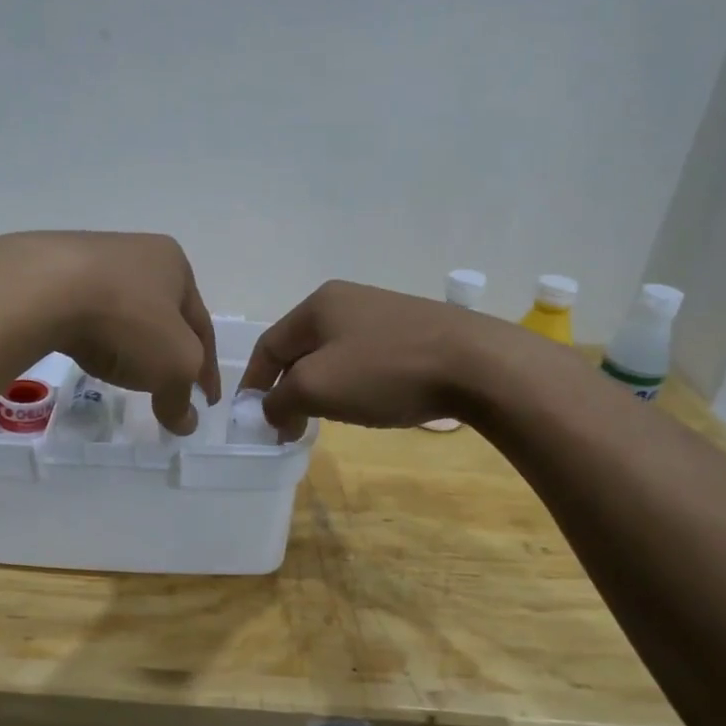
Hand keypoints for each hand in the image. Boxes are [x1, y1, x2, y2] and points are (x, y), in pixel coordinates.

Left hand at [0, 232, 220, 434]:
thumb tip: (186, 423)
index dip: (207, 369)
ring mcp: (92, 257)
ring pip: (123, 310)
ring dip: (130, 341)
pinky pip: (86, 310)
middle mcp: (138, 251)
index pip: (202, 327)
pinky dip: (95, 334)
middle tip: (168, 384)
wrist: (43, 289)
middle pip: (163, 315)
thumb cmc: (127, 321)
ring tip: (124, 371)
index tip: (207, 401)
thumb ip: (181, 397)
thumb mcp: (173, 366)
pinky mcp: (52, 270)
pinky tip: (87, 350)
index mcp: (176, 265)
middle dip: (169, 350)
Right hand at [241, 280, 495, 436]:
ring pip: (333, 356)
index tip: (250, 418)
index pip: (268, 345)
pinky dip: (352, 384)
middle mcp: (347, 300)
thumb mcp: (317, 387)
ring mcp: (383, 314)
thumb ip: (280, 400)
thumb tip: (271, 411)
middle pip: (300, 349)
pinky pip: (365, 359)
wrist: (476, 364)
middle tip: (286, 425)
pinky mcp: (413, 331)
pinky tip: (367, 403)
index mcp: (318, 305)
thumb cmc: (384, 371)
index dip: (253, 383)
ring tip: (323, 418)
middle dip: (287, 389)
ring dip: (320, 388)